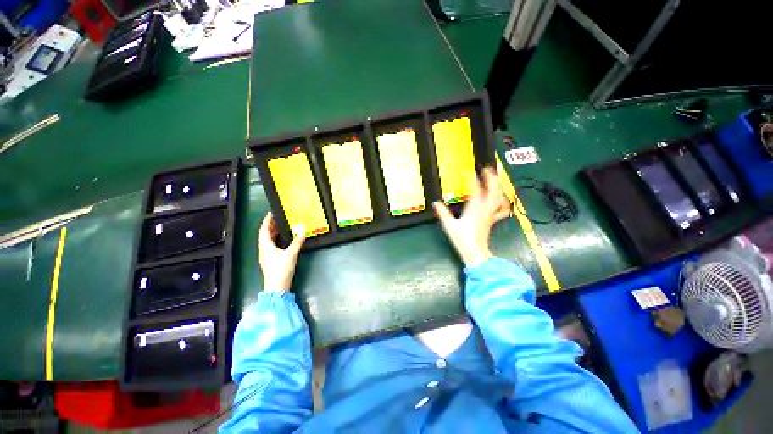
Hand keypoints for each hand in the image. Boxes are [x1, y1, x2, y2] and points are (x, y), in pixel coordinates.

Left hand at [258, 213, 305, 291]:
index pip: (264, 230)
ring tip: (282, 227)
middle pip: (265, 235)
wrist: (277, 287)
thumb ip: (297, 242)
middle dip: (271, 226)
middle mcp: (264, 250)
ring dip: (273, 233)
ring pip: (268, 241)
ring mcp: (266, 256)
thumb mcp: (291, 254)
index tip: (272, 213)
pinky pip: (271, 246)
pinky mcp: (270, 260)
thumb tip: (303, 230)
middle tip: (279, 218)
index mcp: (266, 246)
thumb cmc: (281, 269)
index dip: (267, 221)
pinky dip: (276, 240)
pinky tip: (284, 240)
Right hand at [433, 167, 510, 266]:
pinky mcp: (492, 220)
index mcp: (474, 210)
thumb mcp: (449, 226)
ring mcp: (491, 215)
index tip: (471, 172)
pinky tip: (502, 198)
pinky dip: (503, 201)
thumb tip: (435, 203)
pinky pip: (501, 209)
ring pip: (499, 198)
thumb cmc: (462, 239)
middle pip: (493, 191)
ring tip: (497, 178)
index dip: (474, 180)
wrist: (475, 253)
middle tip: (489, 168)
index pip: (476, 191)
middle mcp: (485, 210)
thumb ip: (442, 213)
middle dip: (492, 178)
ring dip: (499, 186)